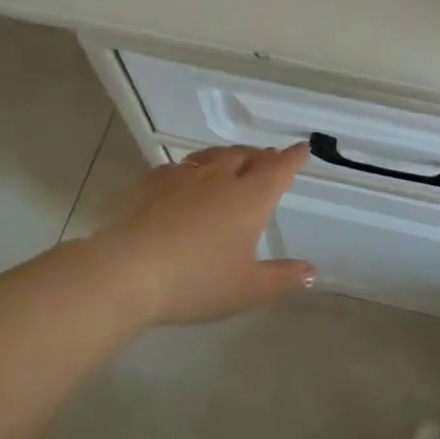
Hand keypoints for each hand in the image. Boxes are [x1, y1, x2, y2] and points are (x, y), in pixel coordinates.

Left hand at [85, 143, 315, 325]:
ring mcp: (184, 176)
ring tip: (232, 162)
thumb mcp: (247, 289)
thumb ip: (282, 277)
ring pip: (213, 156)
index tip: (302, 149)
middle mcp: (221, 178)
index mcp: (250, 198)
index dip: (292, 158)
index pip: (279, 169)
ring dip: (228, 156)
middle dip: (261, 156)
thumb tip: (312, 271)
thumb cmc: (196, 281)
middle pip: (246, 155)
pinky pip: (180, 167)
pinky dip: (193, 169)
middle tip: (268, 160)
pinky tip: (185, 180)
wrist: (127, 271)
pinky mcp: (152, 182)